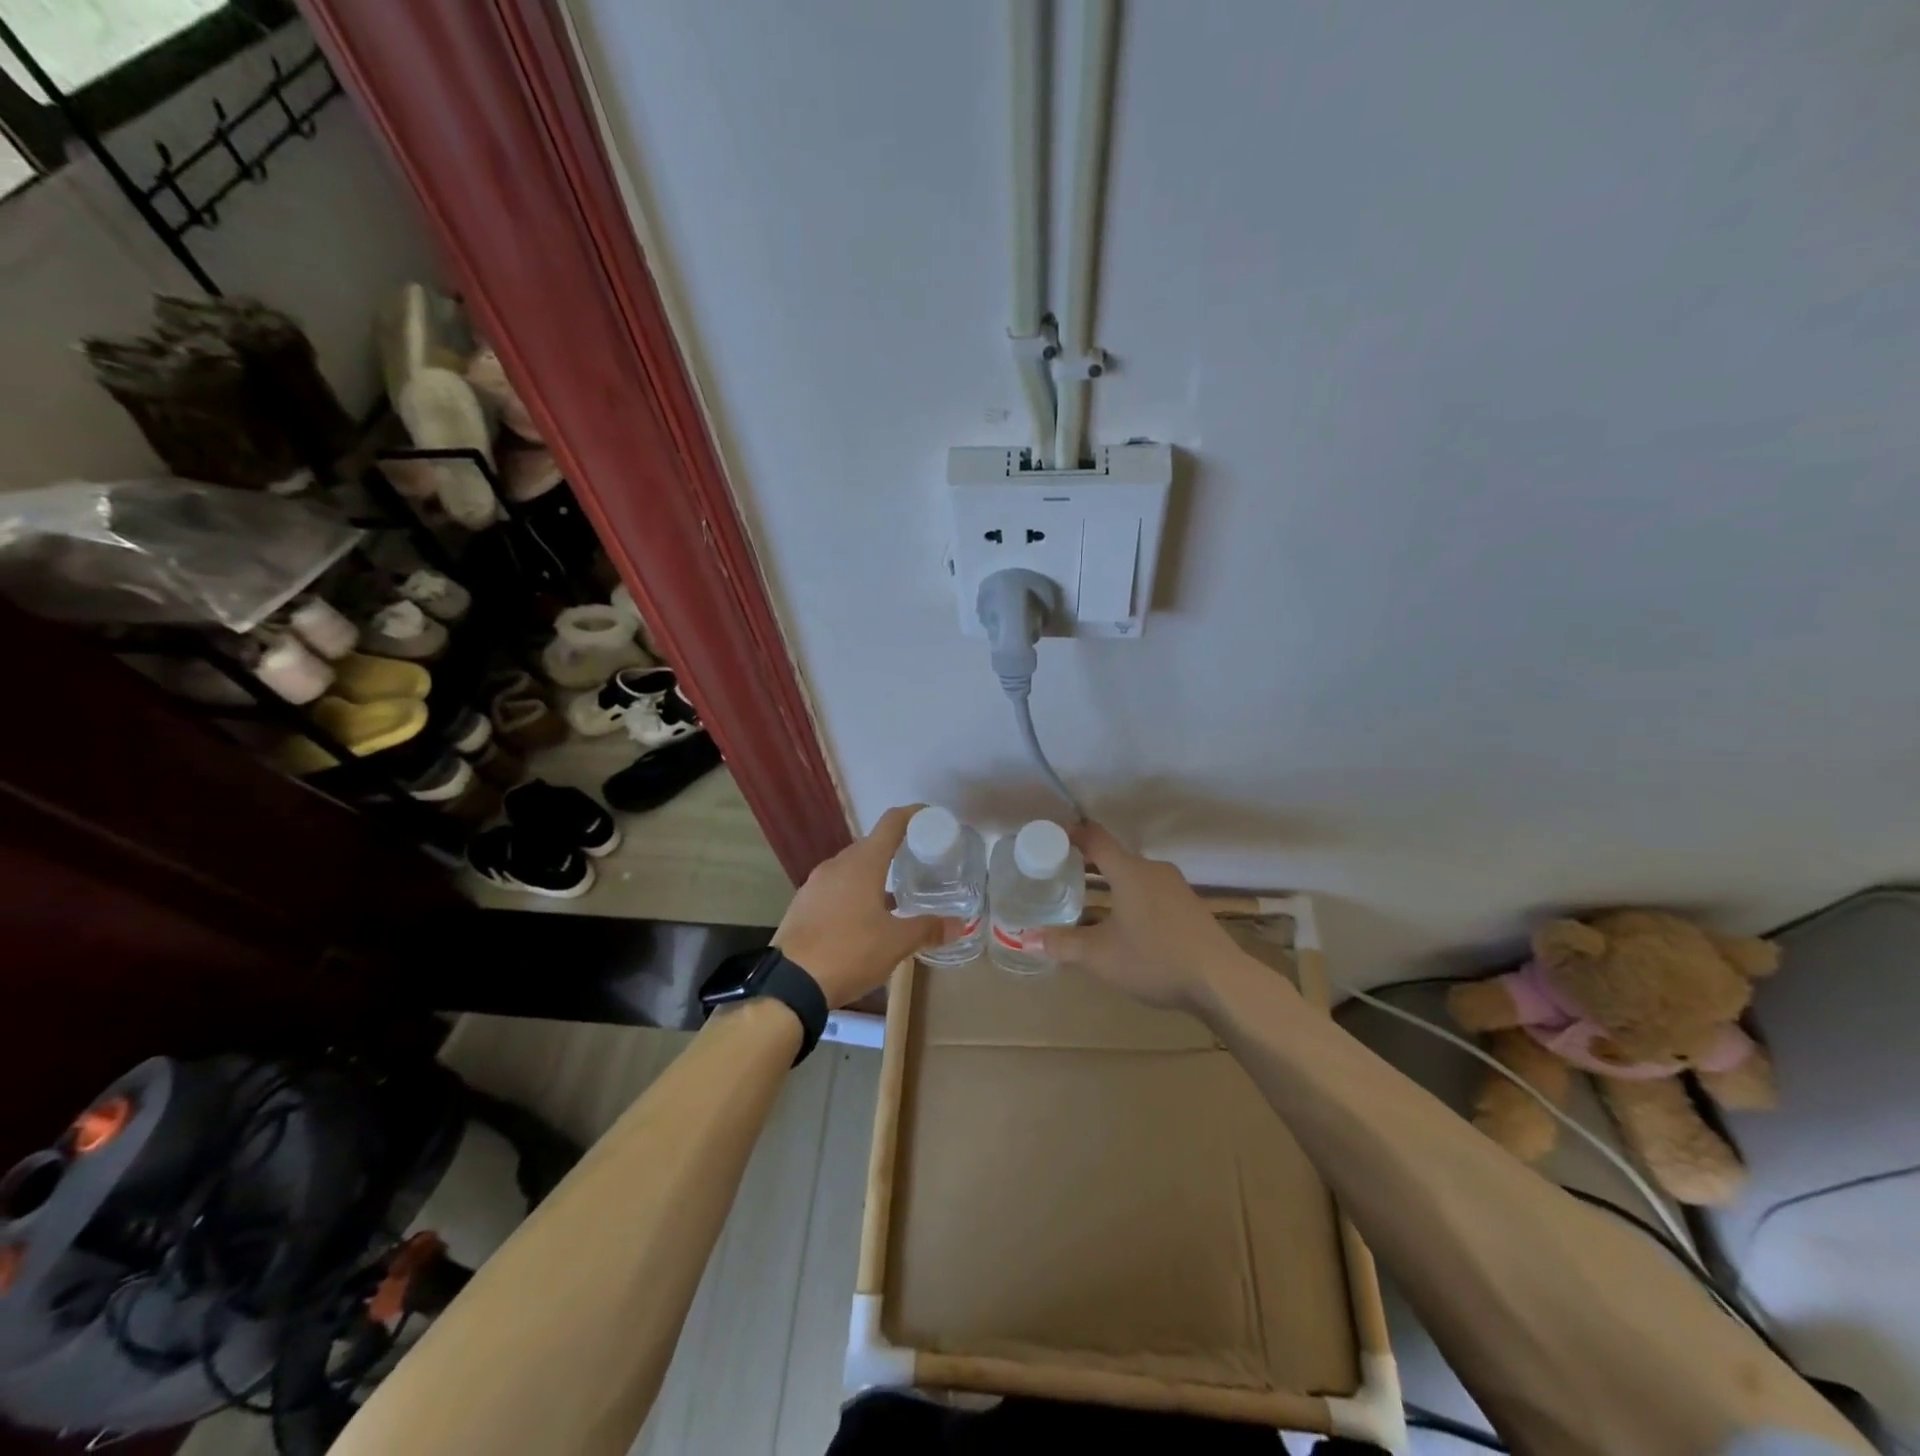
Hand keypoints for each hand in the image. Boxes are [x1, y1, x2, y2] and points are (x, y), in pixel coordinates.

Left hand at [773, 805, 947, 1007]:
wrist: (789, 983)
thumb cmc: (849, 952)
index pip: (890, 823)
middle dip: (894, 851)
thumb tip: (959, 925)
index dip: (912, 815)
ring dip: (872, 876)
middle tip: (917, 865)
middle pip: (870, 846)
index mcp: (862, 864)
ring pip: (850, 869)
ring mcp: (814, 884)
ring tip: (894, 897)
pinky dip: (853, 893)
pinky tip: (862, 919)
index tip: (929, 818)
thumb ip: (927, 929)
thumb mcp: (895, 943)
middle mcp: (836, 865)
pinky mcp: (802, 905)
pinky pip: (834, 889)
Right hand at [1040, 822, 1245, 1012]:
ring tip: (1090, 900)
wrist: (1222, 982)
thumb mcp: (1100, 956)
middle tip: (1061, 874)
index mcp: (1129, 871)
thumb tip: (1026, 939)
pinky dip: (1132, 897)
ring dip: (1112, 882)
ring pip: (1135, 875)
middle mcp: (1153, 870)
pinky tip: (1127, 923)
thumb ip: (1063, 944)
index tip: (1052, 837)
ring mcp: (1176, 888)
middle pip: (1115, 856)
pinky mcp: (1190, 907)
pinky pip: (1152, 891)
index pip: (1096, 838)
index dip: (1073, 834)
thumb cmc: (1154, 959)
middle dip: (1088, 863)